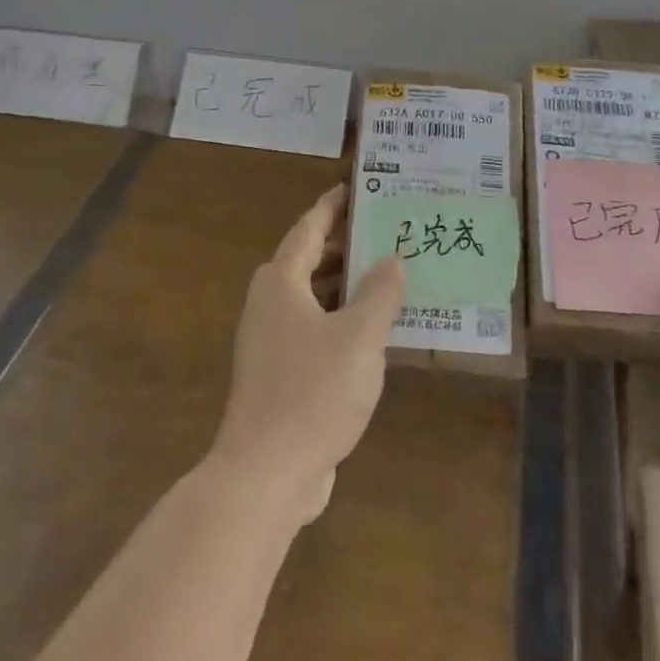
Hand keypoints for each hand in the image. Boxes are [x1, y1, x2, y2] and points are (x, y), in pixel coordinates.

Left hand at [210, 185, 405, 525]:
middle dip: (346, 245)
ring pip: (313, 297)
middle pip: (310, 260)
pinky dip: (342, 319)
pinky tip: (375, 332)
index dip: (332, 206)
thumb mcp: (360, 337)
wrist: (266, 473)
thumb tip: (393, 260)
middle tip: (387, 231)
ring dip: (347, 285)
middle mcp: (270, 304)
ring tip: (389, 275)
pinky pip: (315, 329)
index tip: (357, 187)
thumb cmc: (313, 392)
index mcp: (281, 283)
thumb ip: (380, 293)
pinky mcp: (279, 373)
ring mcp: (271, 341)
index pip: (309, 229)